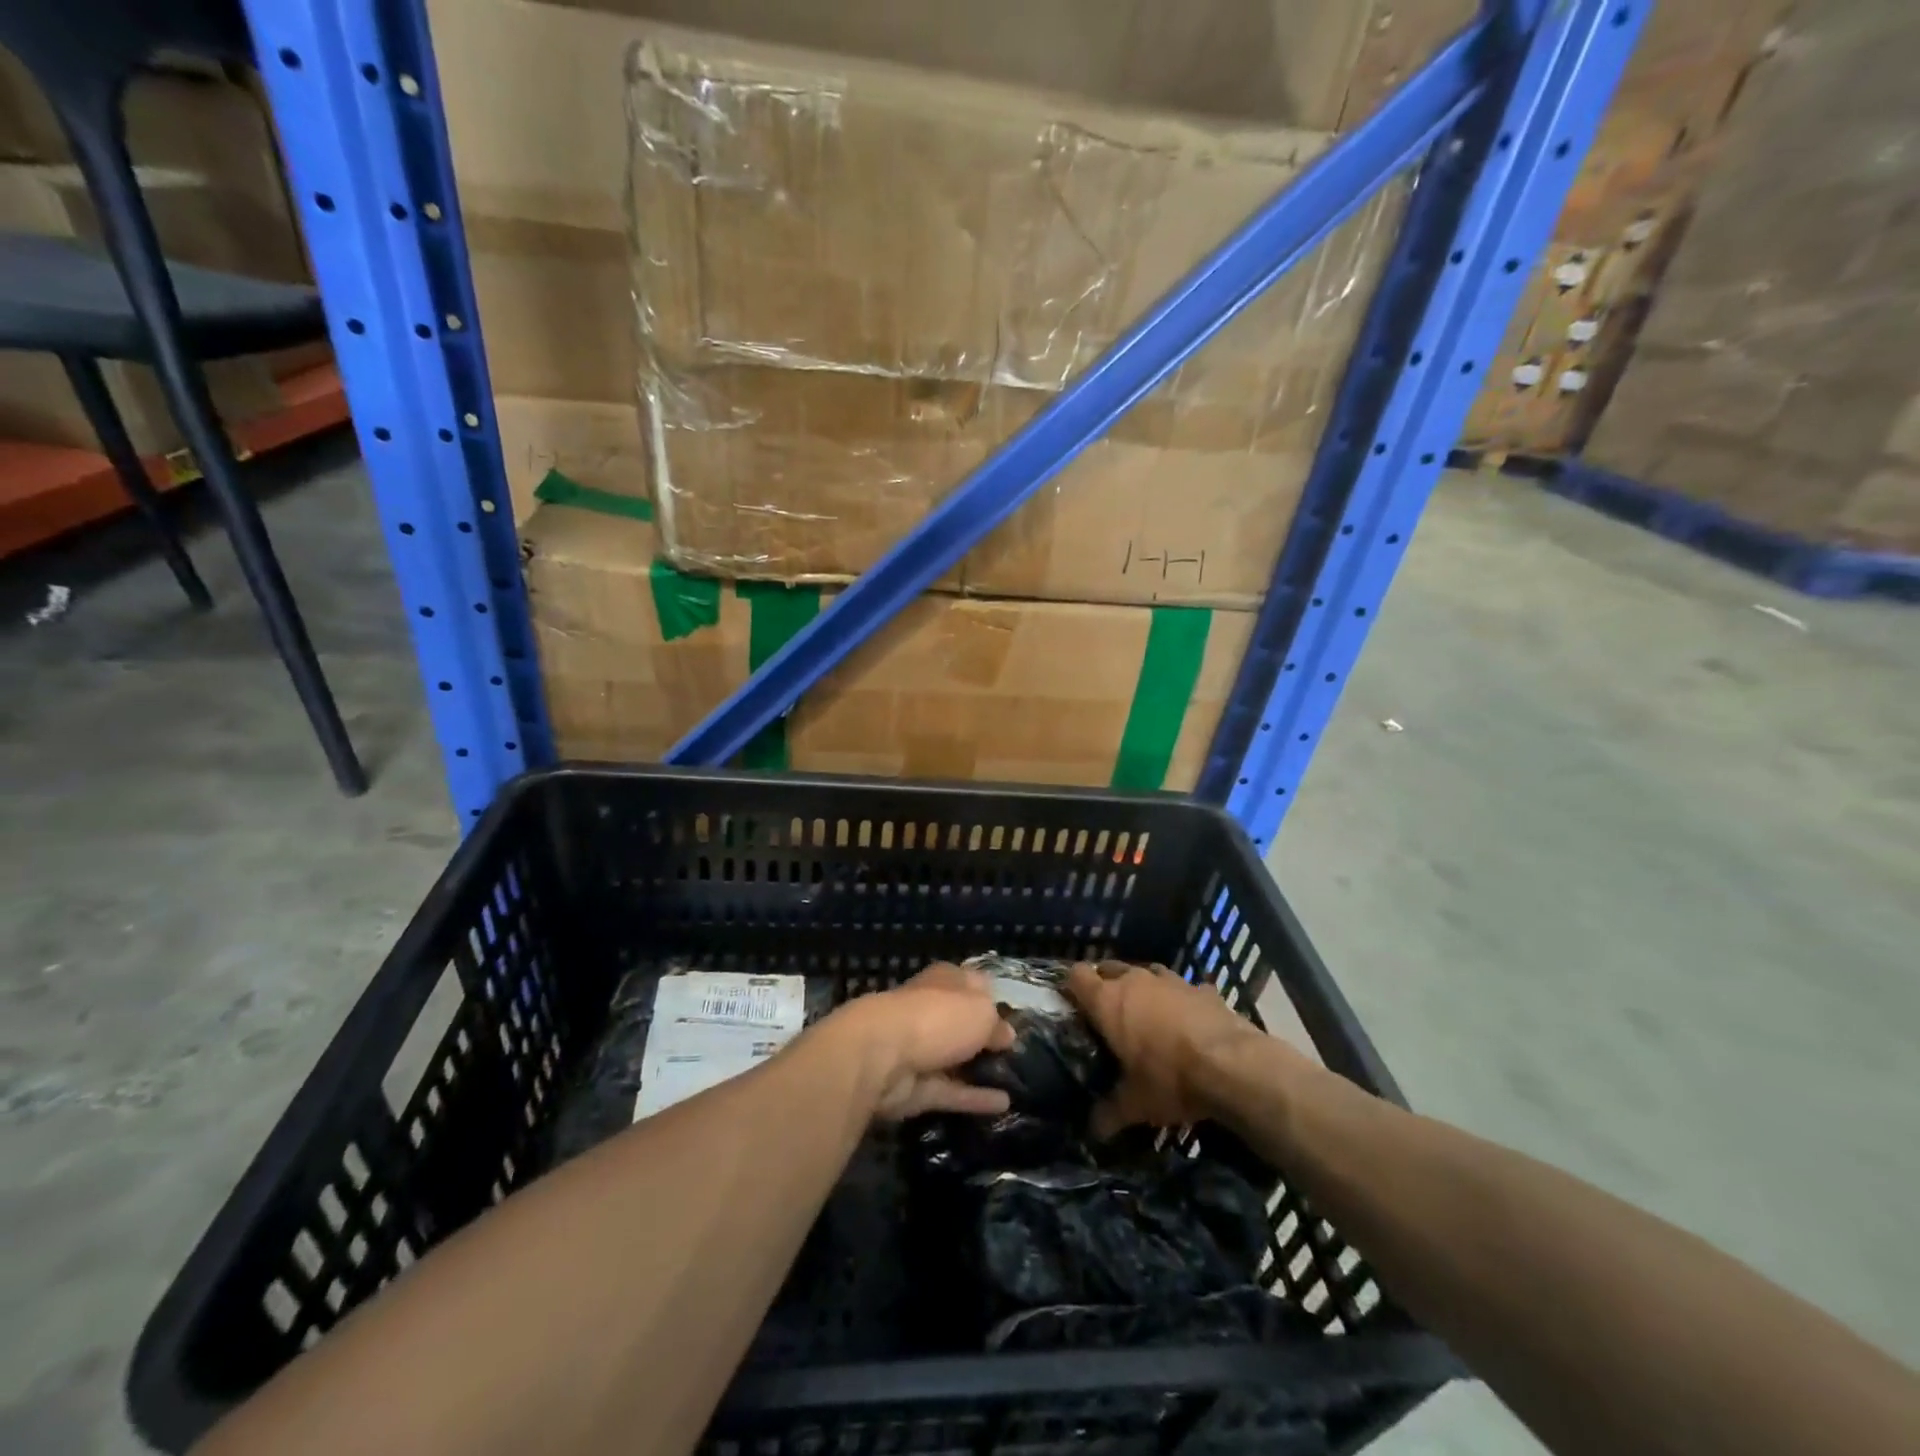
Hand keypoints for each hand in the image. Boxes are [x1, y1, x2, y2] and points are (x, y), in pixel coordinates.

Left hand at [829, 963, 1016, 1120]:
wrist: (882, 1055)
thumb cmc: (937, 1017)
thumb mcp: (981, 1011)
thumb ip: (996, 1023)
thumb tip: (1006, 1035)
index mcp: (945, 981)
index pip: (972, 983)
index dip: (992, 996)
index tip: (1015, 1015)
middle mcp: (931, 1010)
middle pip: (963, 1022)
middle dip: (985, 1034)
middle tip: (1018, 1051)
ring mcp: (921, 1050)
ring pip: (956, 1058)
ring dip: (980, 1068)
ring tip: (1016, 1079)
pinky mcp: (915, 1087)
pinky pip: (951, 1091)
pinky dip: (975, 1097)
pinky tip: (1004, 1104)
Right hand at [1066, 961, 1266, 1135]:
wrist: (1233, 1066)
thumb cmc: (1170, 1079)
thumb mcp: (1135, 1104)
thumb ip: (1109, 1113)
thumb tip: (1093, 1131)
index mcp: (1109, 1001)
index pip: (1077, 976)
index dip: (1071, 986)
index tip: (1070, 1002)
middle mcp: (1135, 981)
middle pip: (1109, 967)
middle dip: (1104, 983)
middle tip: (1105, 1011)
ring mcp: (1171, 980)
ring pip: (1146, 972)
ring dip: (1142, 987)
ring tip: (1144, 1010)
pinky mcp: (1202, 988)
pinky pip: (1183, 988)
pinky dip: (1179, 999)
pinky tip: (1185, 1018)